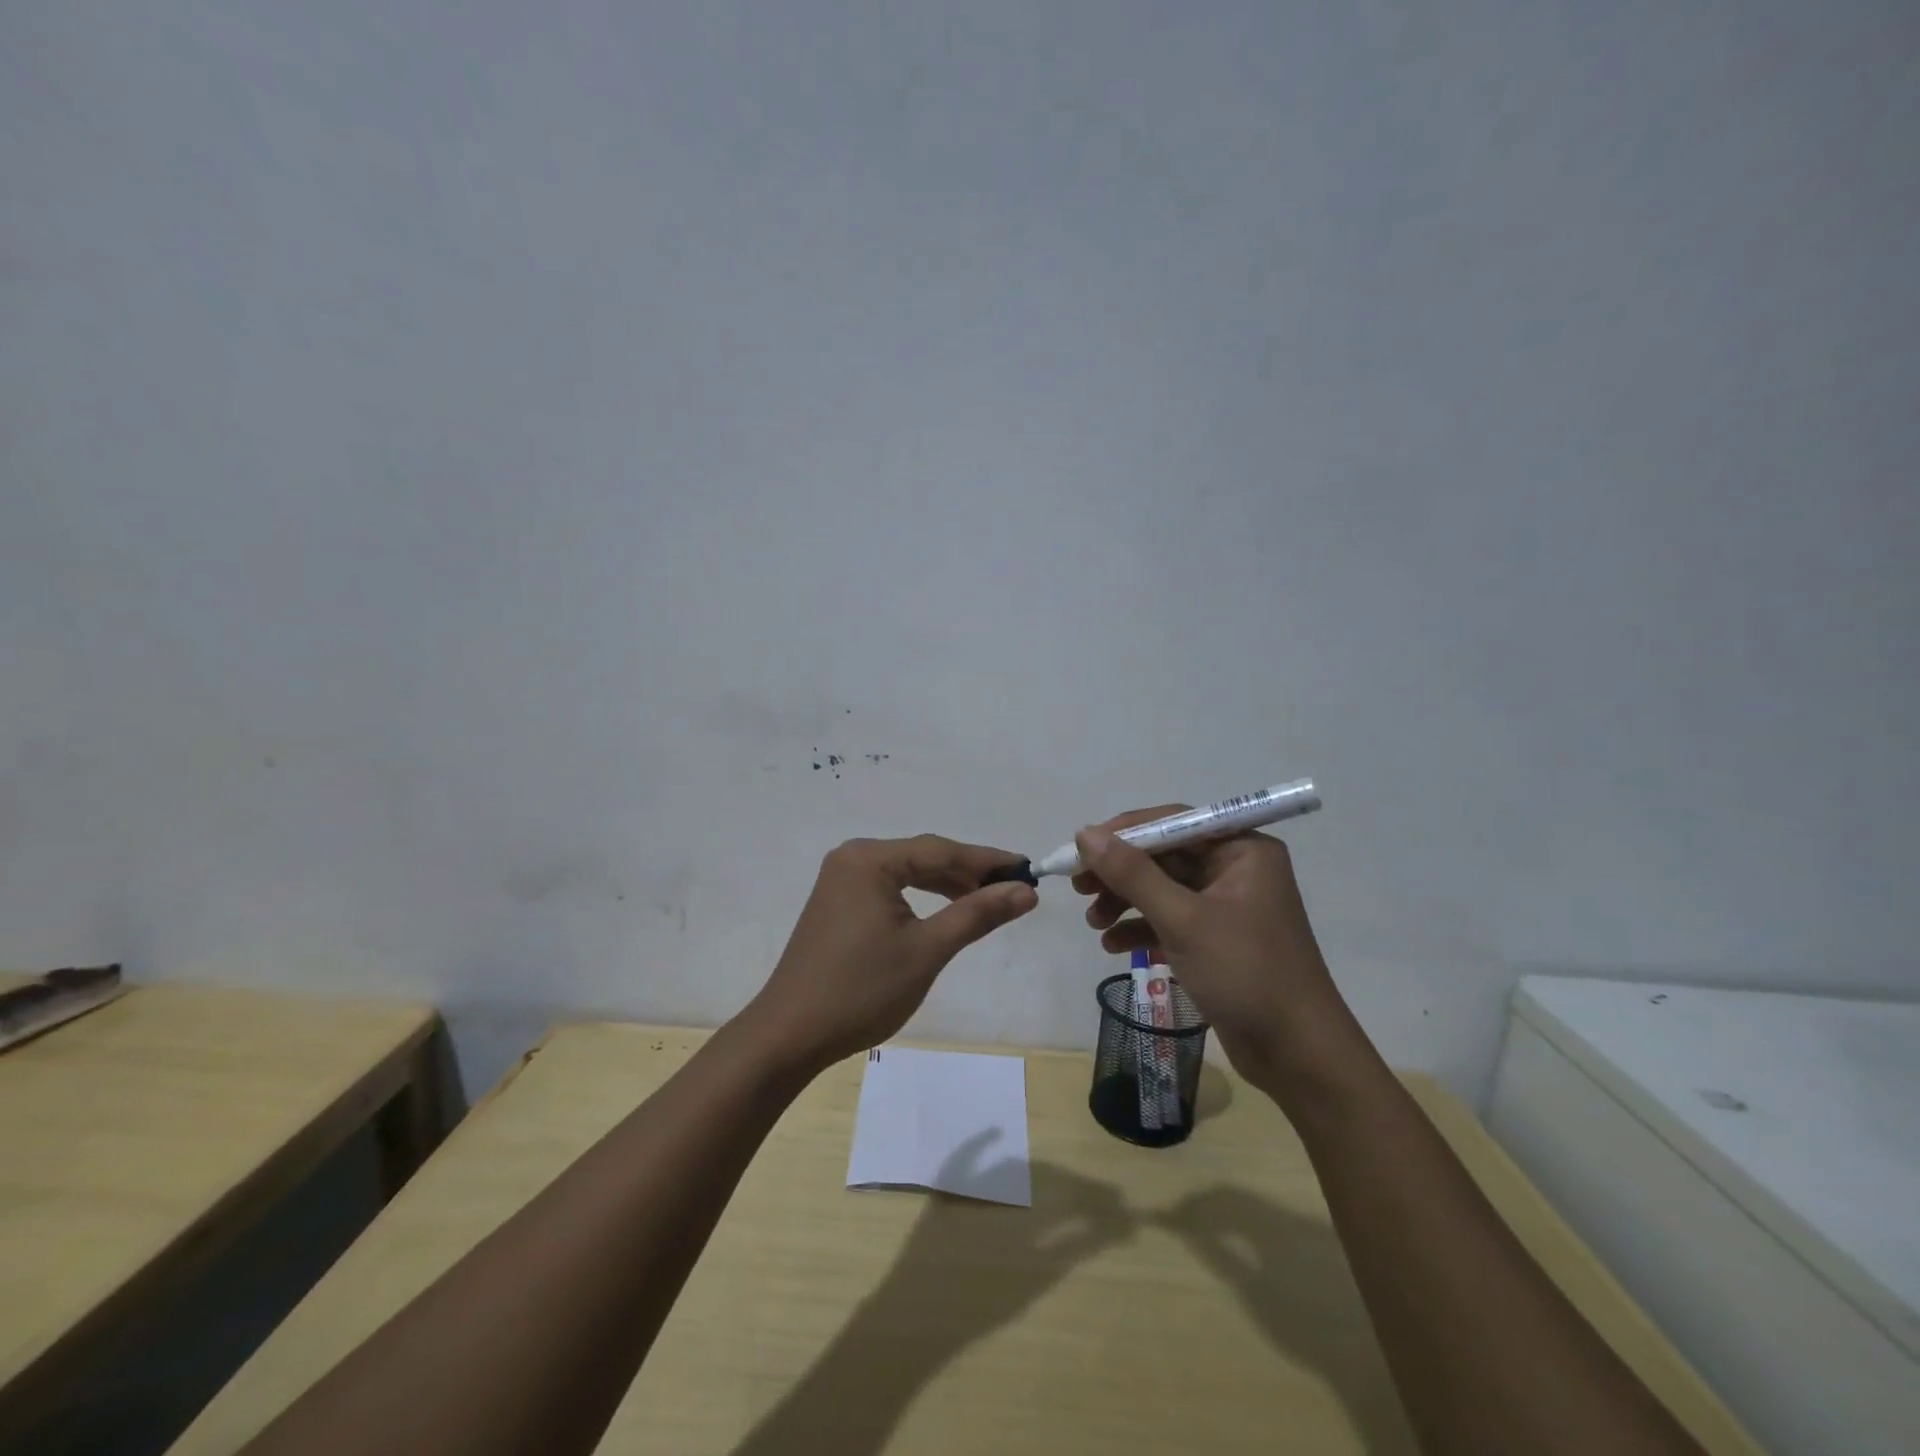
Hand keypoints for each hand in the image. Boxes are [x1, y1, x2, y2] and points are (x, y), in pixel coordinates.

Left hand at [741, 835, 1038, 1076]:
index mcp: (869, 859)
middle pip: (923, 857)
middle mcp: (852, 859)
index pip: (941, 850)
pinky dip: (920, 899)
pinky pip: (889, 889)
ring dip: (946, 886)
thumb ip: (976, 914)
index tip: (1028, 869)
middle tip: (1013, 889)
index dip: (988, 861)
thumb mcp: (926, 950)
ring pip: (907, 873)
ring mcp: (840, 881)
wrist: (790, 1035)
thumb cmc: (861, 990)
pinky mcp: (837, 904)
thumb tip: (1025, 891)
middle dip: (968, 873)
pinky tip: (944, 913)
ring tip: (986, 901)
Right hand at [1072, 808, 1360, 1091]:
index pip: (1172, 822)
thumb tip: (1085, 834)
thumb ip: (1132, 874)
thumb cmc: (1245, 973)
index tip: (1080, 850)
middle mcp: (1236, 869)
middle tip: (1078, 888)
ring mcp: (1227, 906)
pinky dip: (1141, 929)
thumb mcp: (1183, 920)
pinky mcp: (1217, 939)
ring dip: (1125, 902)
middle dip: (1120, 873)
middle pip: (1164, 855)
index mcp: (1241, 850)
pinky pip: (1170, 920)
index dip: (1122, 833)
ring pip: (1163, 889)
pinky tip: (1112, 946)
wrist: (1298, 1055)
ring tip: (1094, 923)